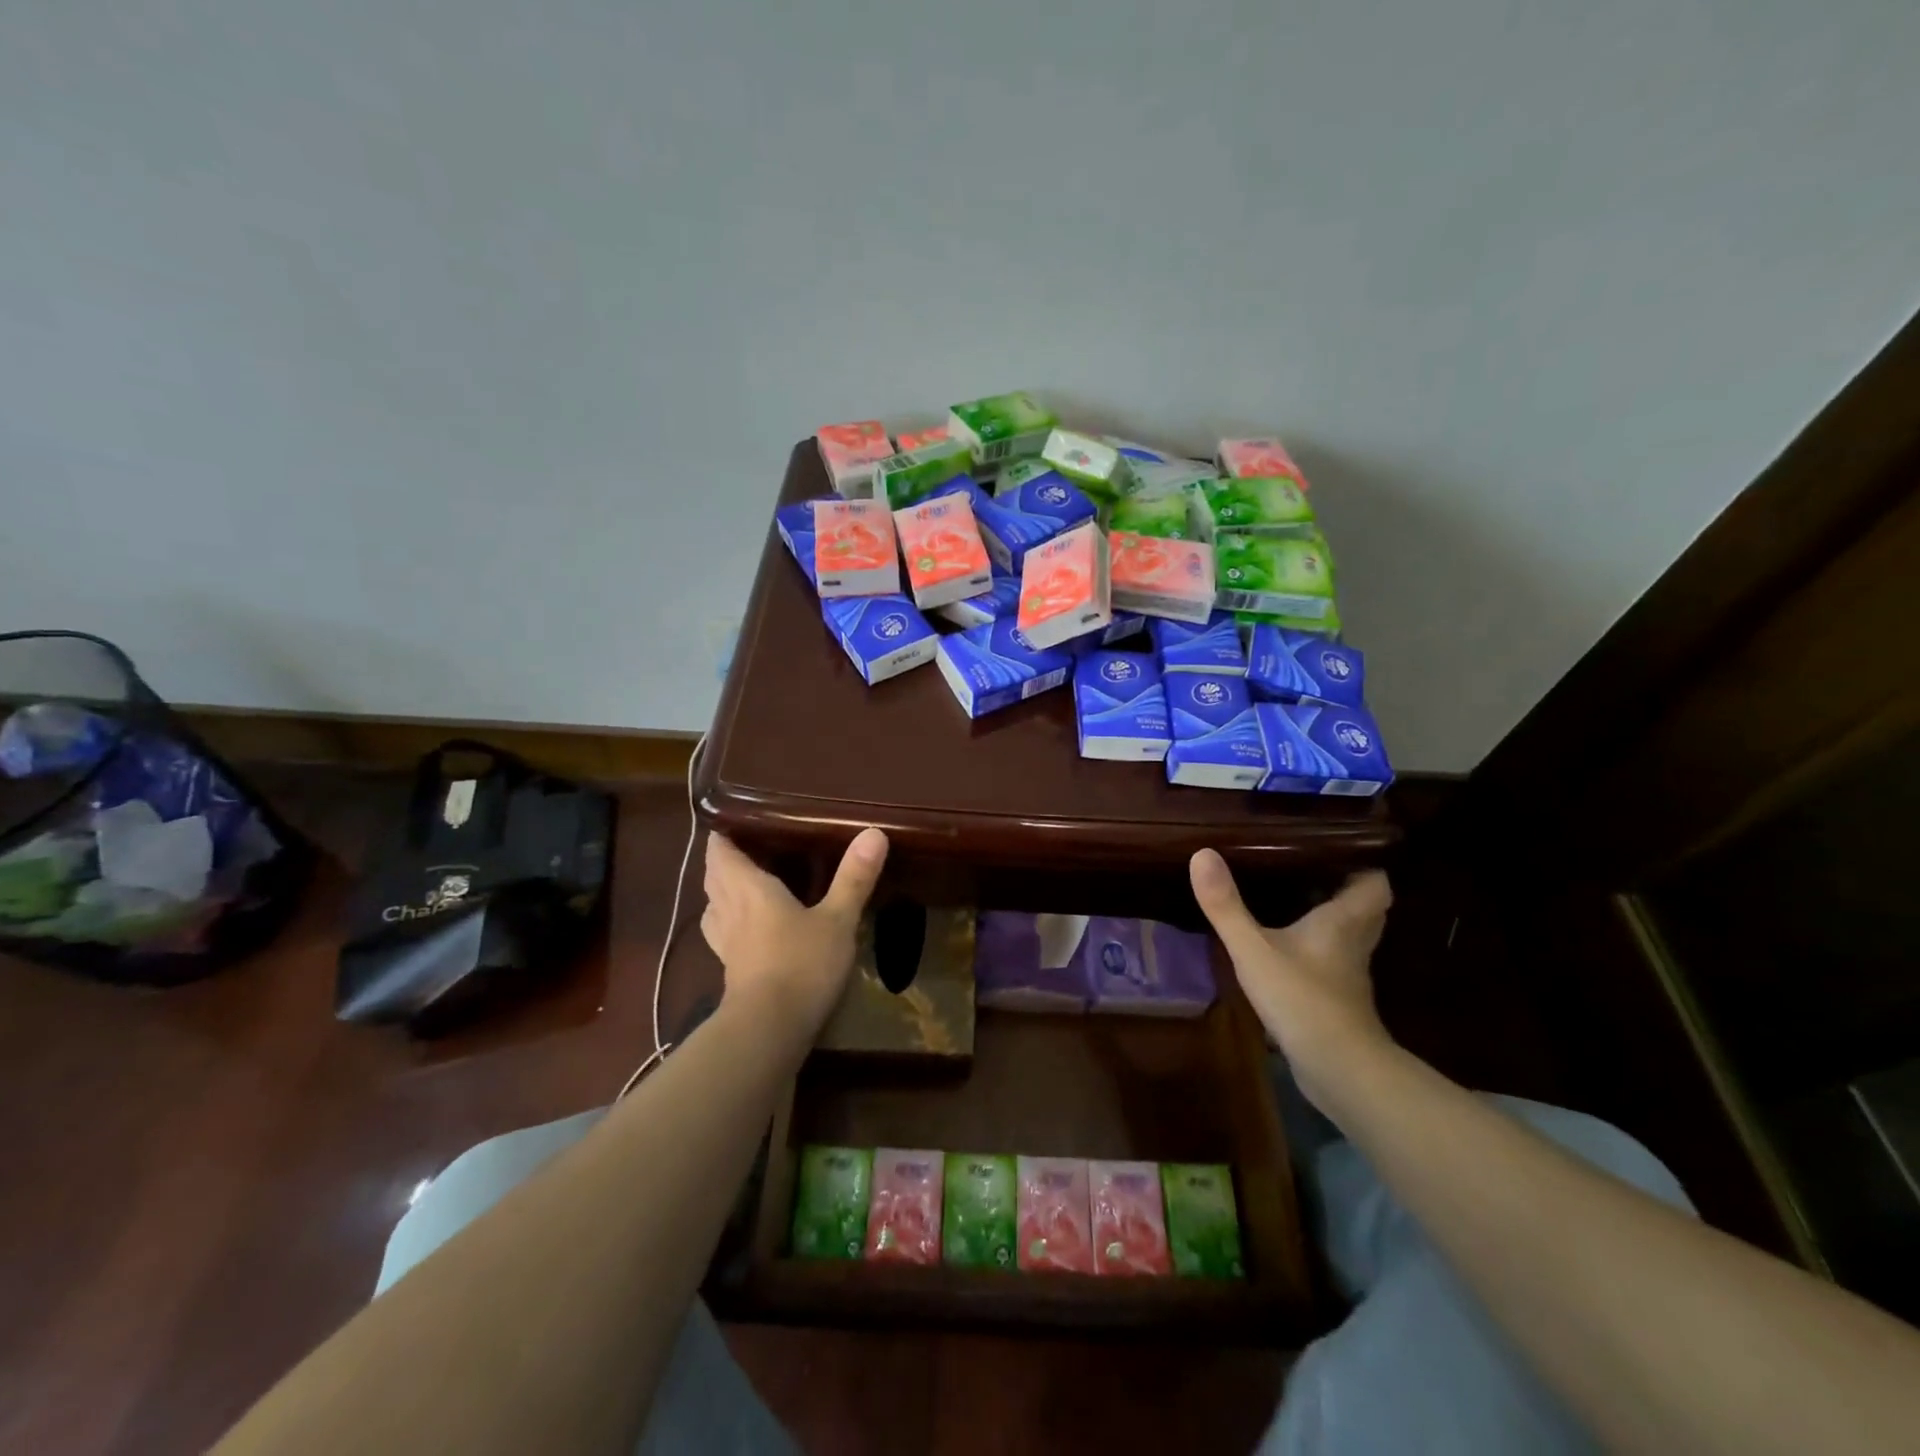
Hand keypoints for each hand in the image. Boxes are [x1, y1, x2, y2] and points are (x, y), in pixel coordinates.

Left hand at [700, 828, 888, 1031]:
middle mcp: (730, 910)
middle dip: (722, 859)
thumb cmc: (802, 964)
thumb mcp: (838, 919)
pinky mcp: (730, 971)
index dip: (722, 834)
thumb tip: (874, 832)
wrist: (769, 1029)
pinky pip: (720, 934)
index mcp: (750, 889)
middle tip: (744, 846)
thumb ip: (854, 877)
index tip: (734, 818)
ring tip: (739, 883)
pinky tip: (744, 930)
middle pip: (713, 876)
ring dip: (719, 891)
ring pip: (712, 906)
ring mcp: (726, 943)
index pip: (721, 851)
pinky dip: (726, 922)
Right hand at [1189, 849, 1393, 1107]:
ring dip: (1332, 921)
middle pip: (1367, 909)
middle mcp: (1353, 944)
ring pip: (1350, 938)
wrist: (1339, 1070)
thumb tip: (1202, 853)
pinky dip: (1318, 952)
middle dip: (1345, 890)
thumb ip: (1226, 905)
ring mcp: (1349, 976)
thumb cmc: (1302, 998)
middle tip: (1309, 871)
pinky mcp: (1339, 1002)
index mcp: (1343, 921)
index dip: (1363, 864)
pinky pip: (1334, 963)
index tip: (1335, 849)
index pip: (1375, 883)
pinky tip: (1288, 950)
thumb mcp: (1253, 948)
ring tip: (1295, 902)